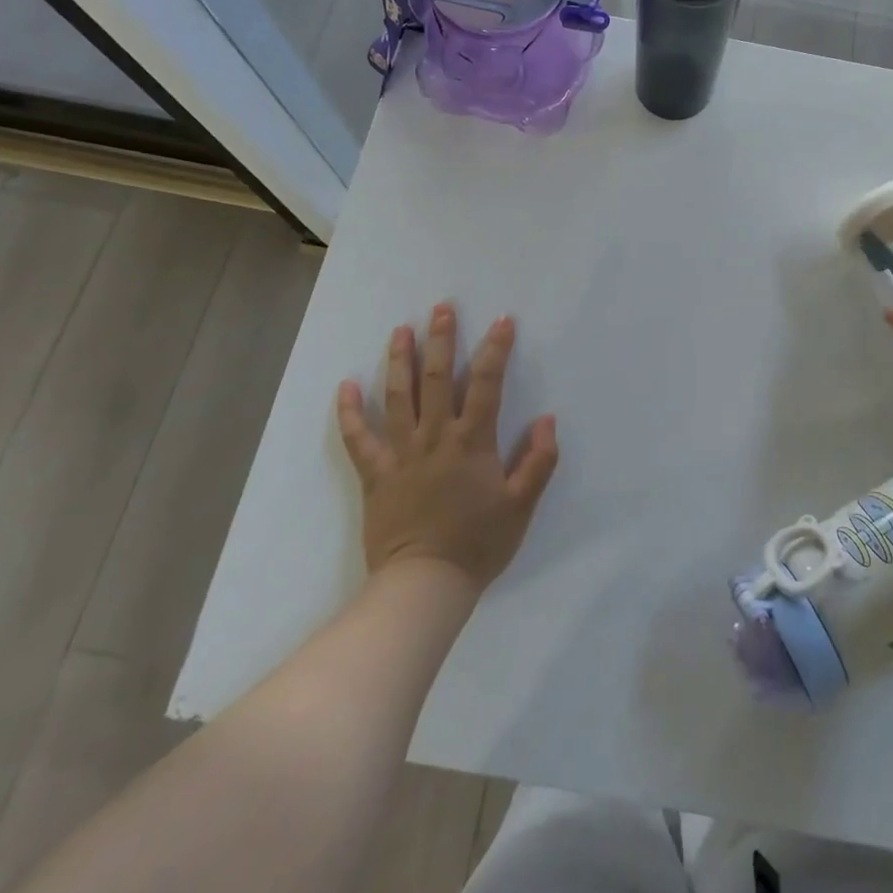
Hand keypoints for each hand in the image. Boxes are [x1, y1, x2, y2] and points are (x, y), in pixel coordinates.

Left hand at [337, 303, 558, 591]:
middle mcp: (435, 436)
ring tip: (401, 330)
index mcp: (472, 441)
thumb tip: (546, 420)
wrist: (425, 584)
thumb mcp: (521, 505)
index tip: (503, 320)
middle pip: (437, 378)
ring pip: (398, 397)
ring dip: (400, 360)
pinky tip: (346, 386)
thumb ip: (537, 461)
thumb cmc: (478, 543)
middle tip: (442, 307)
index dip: (496, 348)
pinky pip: (359, 438)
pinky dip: (350, 412)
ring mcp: (401, 453)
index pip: (487, 383)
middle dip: (441, 339)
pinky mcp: (376, 474)